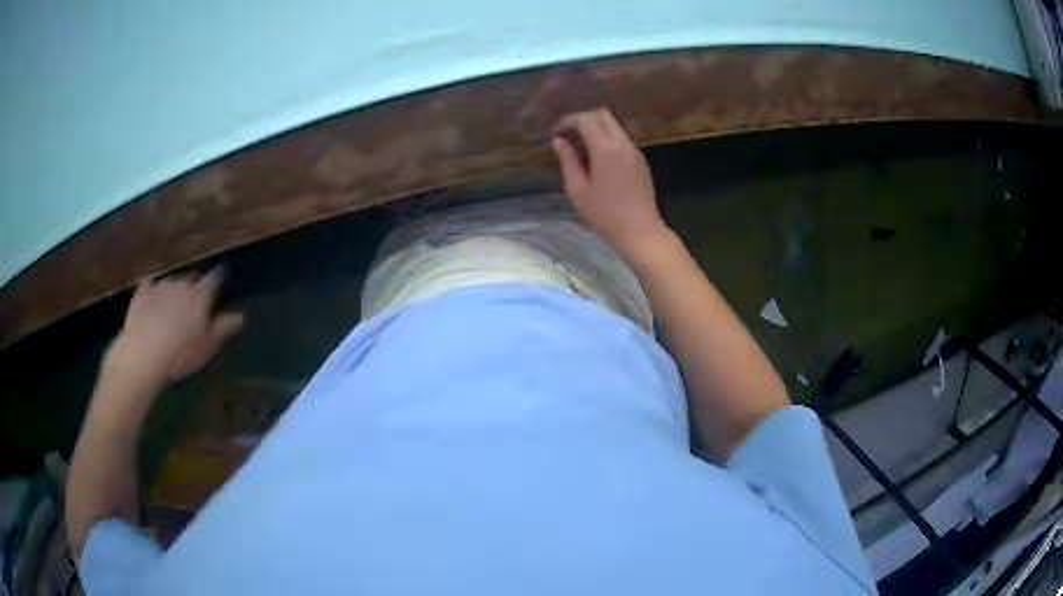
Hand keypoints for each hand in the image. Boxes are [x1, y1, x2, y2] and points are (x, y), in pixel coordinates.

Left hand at [104, 267, 243, 383]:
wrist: (144, 352)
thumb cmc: (181, 353)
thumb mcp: (207, 346)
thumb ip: (223, 328)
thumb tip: (241, 315)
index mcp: (200, 296)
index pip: (214, 279)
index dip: (219, 276)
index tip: (222, 274)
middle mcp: (182, 284)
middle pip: (192, 278)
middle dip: (195, 284)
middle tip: (196, 296)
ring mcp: (160, 286)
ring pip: (172, 281)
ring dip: (175, 288)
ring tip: (174, 302)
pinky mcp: (142, 293)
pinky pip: (149, 284)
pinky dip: (153, 287)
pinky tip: (152, 293)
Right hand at [552, 108, 669, 257]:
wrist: (641, 232)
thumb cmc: (605, 215)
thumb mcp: (578, 190)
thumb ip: (567, 161)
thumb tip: (559, 142)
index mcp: (605, 149)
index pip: (585, 120)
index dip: (568, 121)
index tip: (556, 132)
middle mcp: (623, 144)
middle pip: (602, 115)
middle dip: (583, 119)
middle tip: (568, 135)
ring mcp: (635, 151)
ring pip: (614, 126)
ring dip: (596, 129)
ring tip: (580, 148)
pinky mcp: (641, 161)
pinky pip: (621, 139)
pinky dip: (607, 139)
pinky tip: (597, 159)